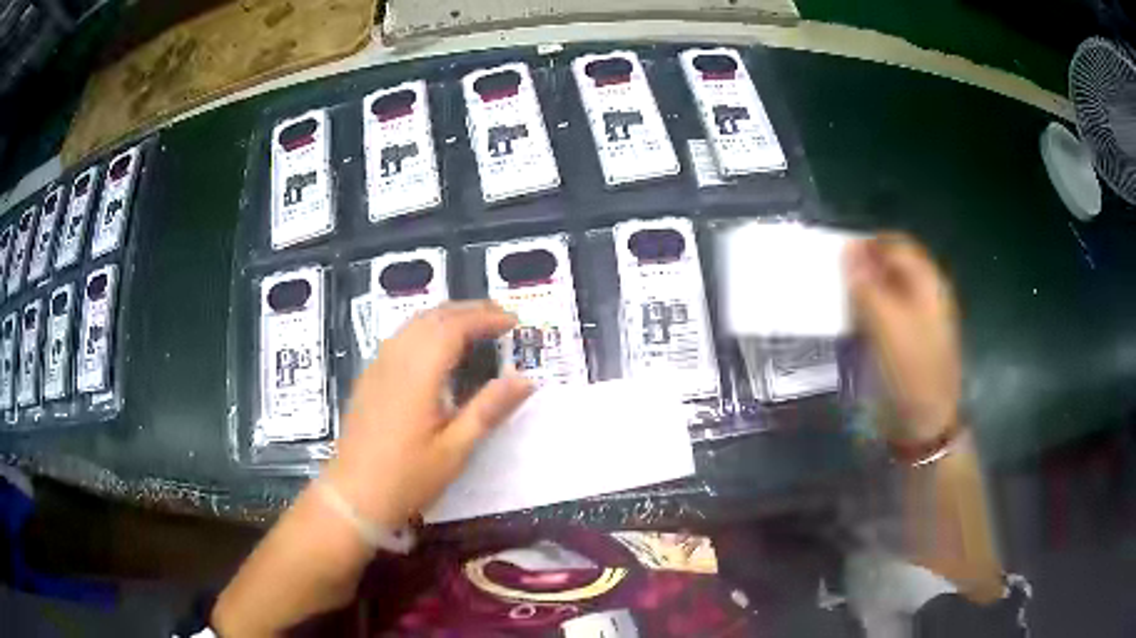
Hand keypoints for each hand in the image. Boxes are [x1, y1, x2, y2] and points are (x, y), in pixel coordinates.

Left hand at [325, 301, 533, 527]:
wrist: (354, 496)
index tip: (514, 322)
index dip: (486, 318)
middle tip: (500, 317)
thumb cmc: (408, 477)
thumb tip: (526, 379)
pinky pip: (399, 338)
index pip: (455, 327)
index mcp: (418, 374)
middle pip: (433, 317)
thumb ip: (489, 409)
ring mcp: (377, 367)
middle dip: (468, 310)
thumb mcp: (455, 449)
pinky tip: (436, 348)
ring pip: (413, 324)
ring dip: (446, 316)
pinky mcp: (369, 378)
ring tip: (475, 326)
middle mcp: (395, 360)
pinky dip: (426, 329)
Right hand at [844, 233, 961, 442]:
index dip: (866, 246)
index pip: (893, 244)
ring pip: (886, 290)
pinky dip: (868, 315)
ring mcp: (918, 318)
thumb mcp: (885, 324)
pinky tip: (854, 329)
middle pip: (891, 266)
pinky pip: (886, 315)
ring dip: (863, 293)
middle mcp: (925, 293)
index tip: (836, 260)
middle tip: (835, 283)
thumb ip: (865, 284)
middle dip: (863, 269)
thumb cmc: (909, 371)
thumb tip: (848, 248)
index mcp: (927, 282)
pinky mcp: (908, 341)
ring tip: (840, 305)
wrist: (925, 424)